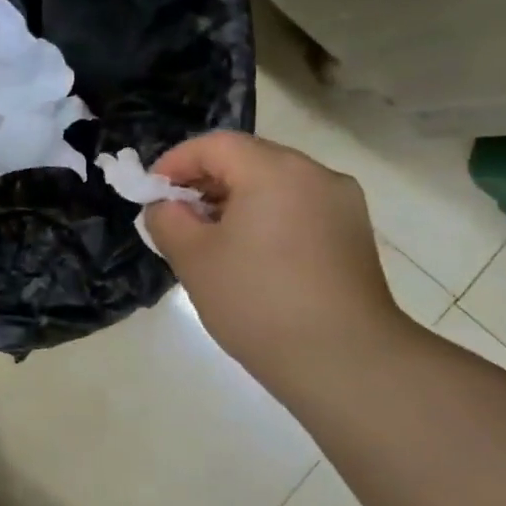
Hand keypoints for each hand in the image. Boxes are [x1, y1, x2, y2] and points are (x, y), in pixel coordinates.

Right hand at [145, 132, 413, 379]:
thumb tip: (167, 206)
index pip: (215, 145)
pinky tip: (252, 256)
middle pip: (249, 159)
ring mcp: (342, 203)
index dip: (176, 162)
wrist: (343, 360)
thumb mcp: (193, 259)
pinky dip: (267, 218)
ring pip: (276, 185)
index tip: (151, 193)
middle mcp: (315, 174)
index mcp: (275, 170)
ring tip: (211, 240)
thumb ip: (167, 220)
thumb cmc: (258, 302)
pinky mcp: (354, 234)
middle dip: (206, 182)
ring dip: (237, 201)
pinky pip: (299, 209)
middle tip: (177, 217)